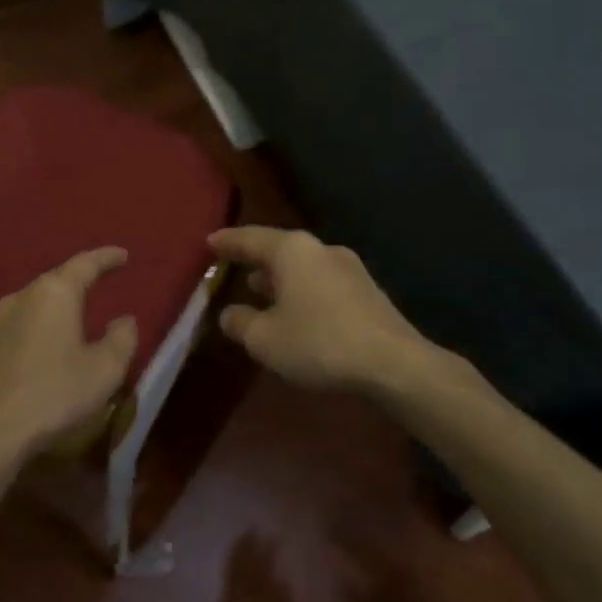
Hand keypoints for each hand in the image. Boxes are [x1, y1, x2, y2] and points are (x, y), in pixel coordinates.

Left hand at [0, 246, 138, 471]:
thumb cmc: (56, 392)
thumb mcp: (105, 368)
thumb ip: (122, 338)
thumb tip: (125, 319)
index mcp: (56, 292)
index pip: (86, 263)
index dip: (107, 257)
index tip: (124, 254)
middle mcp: (26, 295)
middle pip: (60, 276)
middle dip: (84, 274)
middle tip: (106, 274)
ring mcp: (4, 318)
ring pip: (41, 295)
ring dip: (63, 295)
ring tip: (83, 300)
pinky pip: (29, 315)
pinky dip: (48, 314)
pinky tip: (55, 328)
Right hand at [208, 226, 435, 394]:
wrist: (393, 363)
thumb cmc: (319, 343)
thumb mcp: (265, 339)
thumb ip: (240, 322)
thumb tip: (229, 314)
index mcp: (292, 251)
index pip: (250, 238)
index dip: (227, 242)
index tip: (209, 242)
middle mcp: (321, 249)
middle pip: (279, 249)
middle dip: (254, 258)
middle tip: (232, 264)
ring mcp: (348, 268)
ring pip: (302, 266)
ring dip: (279, 277)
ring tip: (258, 288)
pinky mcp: (365, 291)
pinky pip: (320, 282)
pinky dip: (300, 290)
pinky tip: (294, 310)